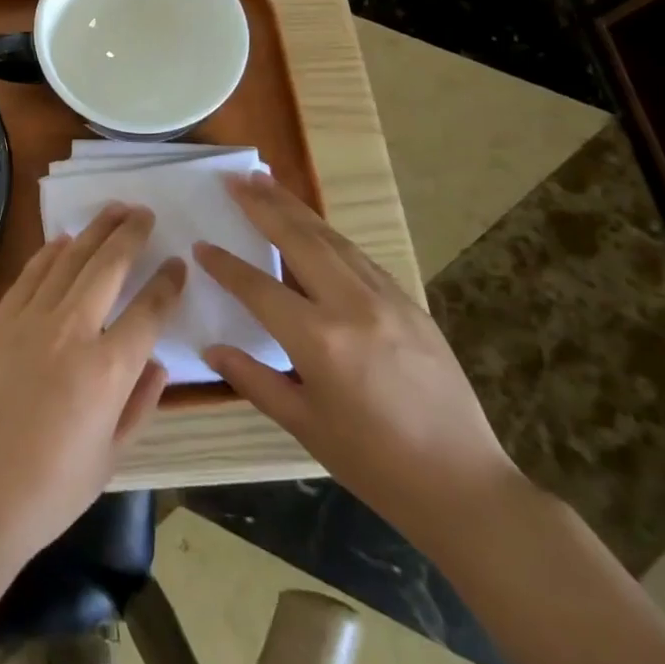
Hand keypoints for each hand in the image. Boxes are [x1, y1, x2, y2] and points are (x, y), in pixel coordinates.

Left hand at [0, 205, 184, 562]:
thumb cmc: (50, 488)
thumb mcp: (111, 457)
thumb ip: (139, 404)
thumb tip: (158, 363)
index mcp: (108, 370)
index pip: (149, 311)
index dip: (168, 283)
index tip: (178, 264)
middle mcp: (73, 331)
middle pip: (109, 266)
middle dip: (131, 234)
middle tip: (145, 213)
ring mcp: (32, 319)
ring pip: (71, 259)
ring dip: (95, 230)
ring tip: (114, 209)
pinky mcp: (1, 319)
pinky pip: (32, 273)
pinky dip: (51, 251)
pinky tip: (65, 239)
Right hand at [194, 172, 519, 550]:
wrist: (464, 485)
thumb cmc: (374, 463)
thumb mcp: (305, 426)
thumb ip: (254, 380)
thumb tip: (212, 349)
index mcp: (319, 340)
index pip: (258, 287)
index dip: (226, 265)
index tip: (201, 245)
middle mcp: (350, 305)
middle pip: (298, 239)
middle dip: (262, 204)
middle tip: (234, 178)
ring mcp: (385, 298)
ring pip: (330, 237)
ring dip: (294, 206)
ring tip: (266, 180)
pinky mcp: (408, 301)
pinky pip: (358, 255)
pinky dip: (327, 232)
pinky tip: (313, 224)